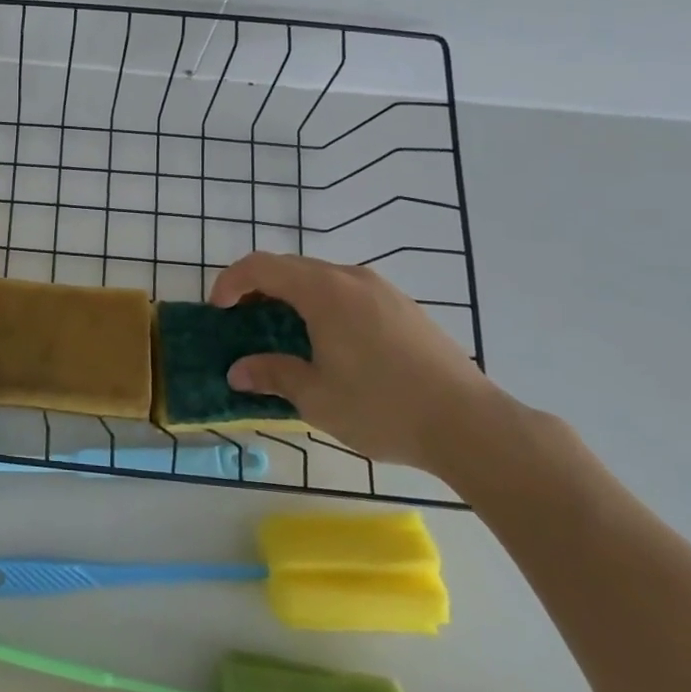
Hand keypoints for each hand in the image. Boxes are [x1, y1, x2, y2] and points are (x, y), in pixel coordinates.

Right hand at [208, 252, 509, 472]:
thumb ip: (272, 374)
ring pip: (321, 278)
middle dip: (258, 287)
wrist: (471, 425)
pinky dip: (322, 304)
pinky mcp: (404, 308)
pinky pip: (348, 291)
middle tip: (243, 321)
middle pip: (290, 267)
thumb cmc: (382, 407)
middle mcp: (352, 278)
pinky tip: (328, 341)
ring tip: (282, 332)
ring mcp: (383, 290)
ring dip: (291, 295)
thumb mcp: (315, 396)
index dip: (231, 282)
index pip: (261, 266)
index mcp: (324, 291)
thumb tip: (237, 371)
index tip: (219, 310)